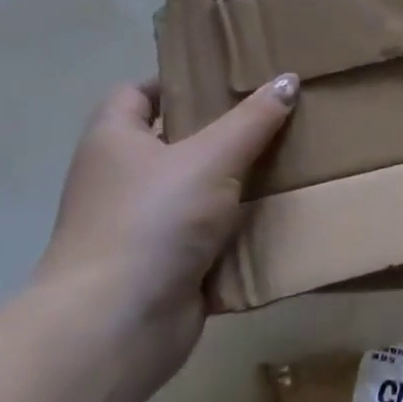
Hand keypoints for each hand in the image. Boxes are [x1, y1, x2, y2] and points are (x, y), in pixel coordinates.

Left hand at [37, 75, 297, 384]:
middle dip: (221, 130)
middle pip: (173, 141)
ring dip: (235, 180)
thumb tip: (288, 79)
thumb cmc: (153, 220)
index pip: (135, 94)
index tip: (225, 77)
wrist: (118, 324)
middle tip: (274, 113)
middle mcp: (121, 180)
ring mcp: (142, 225)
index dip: (174, 81)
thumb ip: (253, 119)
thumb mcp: (212, 157)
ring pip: (197, 188)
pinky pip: (208, 232)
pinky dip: (238, 224)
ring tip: (288, 158)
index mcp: (114, 143)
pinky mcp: (166, 263)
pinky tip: (279, 211)